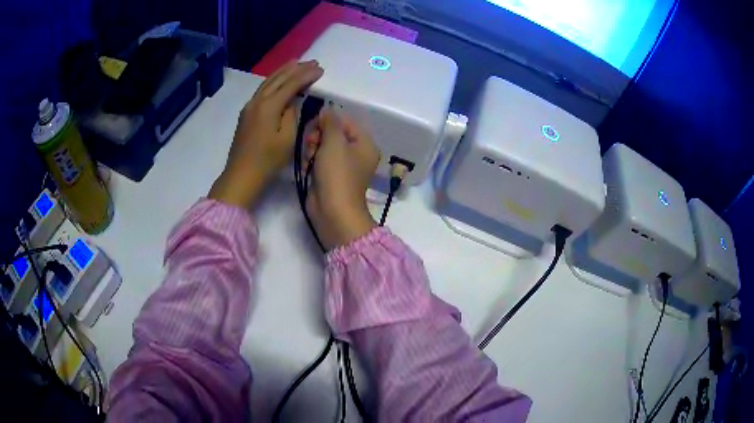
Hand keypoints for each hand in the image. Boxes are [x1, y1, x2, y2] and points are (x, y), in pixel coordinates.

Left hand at [209, 60, 323, 207]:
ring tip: (296, 63)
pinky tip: (279, 81)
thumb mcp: (287, 139)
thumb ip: (292, 115)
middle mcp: (257, 101)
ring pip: (268, 82)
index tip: (320, 69)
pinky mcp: (246, 114)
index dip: (306, 75)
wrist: (241, 175)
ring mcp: (249, 106)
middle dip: (296, 69)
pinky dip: (273, 81)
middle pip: (278, 78)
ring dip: (283, 72)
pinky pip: (262, 90)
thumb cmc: (267, 160)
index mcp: (269, 106)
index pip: (291, 84)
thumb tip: (293, 102)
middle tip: (312, 62)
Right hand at [304, 108, 380, 249]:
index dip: (329, 120)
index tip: (315, 123)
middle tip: (311, 143)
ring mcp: (342, 167)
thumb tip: (327, 110)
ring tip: (309, 159)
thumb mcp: (335, 142)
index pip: (346, 122)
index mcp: (365, 144)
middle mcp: (356, 155)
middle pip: (333, 134)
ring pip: (323, 147)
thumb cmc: (337, 174)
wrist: (332, 211)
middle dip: (319, 136)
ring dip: (312, 150)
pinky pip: (317, 161)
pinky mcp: (329, 178)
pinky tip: (306, 168)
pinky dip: (310, 162)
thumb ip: (330, 122)